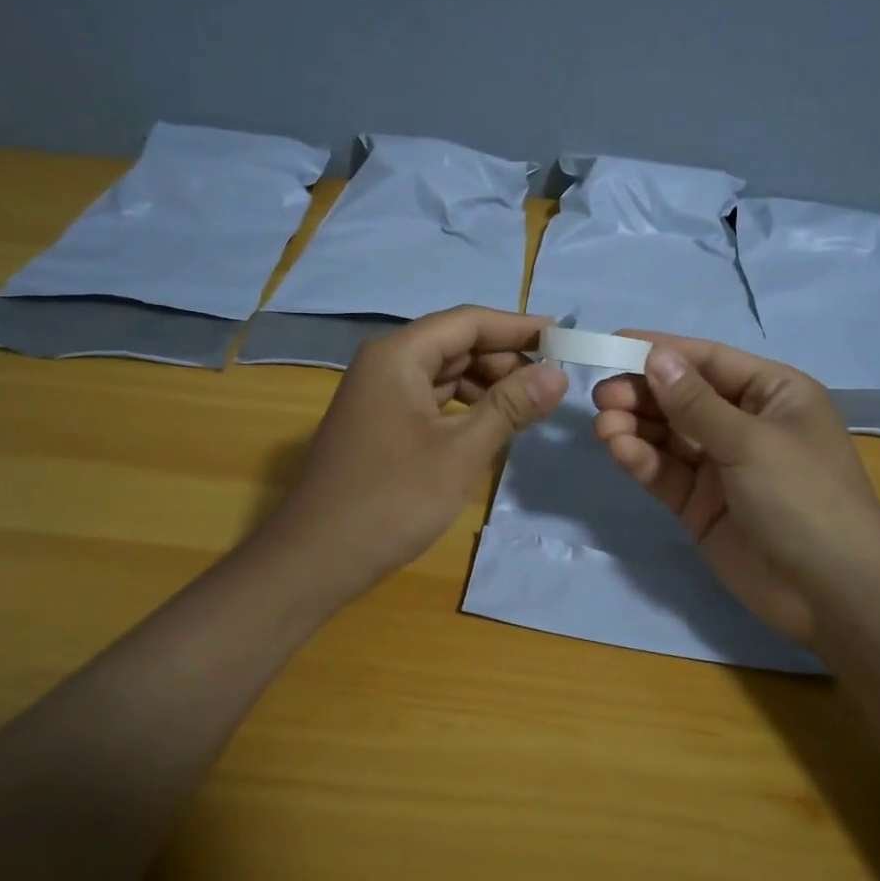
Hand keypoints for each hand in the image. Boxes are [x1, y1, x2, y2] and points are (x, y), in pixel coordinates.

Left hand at [257, 305, 567, 606]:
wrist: (316, 558)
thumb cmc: (391, 499)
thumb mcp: (460, 452)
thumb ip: (510, 406)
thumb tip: (557, 373)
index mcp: (398, 356)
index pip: (467, 322)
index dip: (517, 327)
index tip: (563, 336)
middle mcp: (384, 364)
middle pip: (454, 344)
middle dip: (503, 359)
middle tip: (550, 383)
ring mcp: (378, 395)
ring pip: (443, 373)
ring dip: (486, 385)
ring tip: (528, 407)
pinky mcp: (379, 424)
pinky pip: (430, 400)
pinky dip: (464, 408)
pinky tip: (491, 426)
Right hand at [592, 335, 879, 642]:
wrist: (833, 594)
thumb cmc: (804, 498)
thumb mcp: (751, 442)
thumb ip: (696, 403)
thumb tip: (655, 357)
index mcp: (773, 394)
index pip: (709, 361)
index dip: (662, 350)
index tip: (614, 343)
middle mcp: (745, 423)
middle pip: (682, 397)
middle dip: (642, 393)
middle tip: (602, 396)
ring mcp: (721, 466)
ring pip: (668, 436)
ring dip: (635, 427)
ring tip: (604, 426)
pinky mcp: (700, 504)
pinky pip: (665, 472)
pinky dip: (641, 459)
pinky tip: (618, 450)